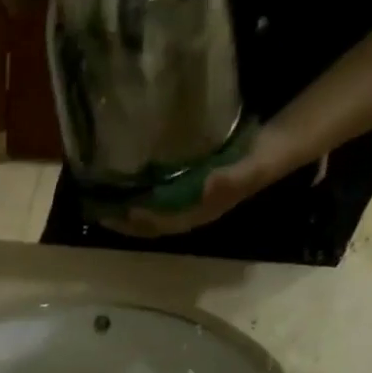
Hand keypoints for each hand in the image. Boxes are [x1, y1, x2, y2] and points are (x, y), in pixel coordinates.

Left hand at [96, 155, 277, 239]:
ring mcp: (186, 201)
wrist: (275, 148)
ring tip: (100, 198)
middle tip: (95, 208)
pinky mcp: (186, 186)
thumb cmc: (261, 160)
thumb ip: (232, 179)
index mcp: (198, 213)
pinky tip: (123, 182)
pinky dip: (137, 192)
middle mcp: (188, 212)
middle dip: (122, 219)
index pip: (159, 224)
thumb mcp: (250, 168)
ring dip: (125, 209)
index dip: (136, 222)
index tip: (113, 213)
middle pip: (148, 223)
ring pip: (149, 211)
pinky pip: (155, 195)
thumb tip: (207, 188)